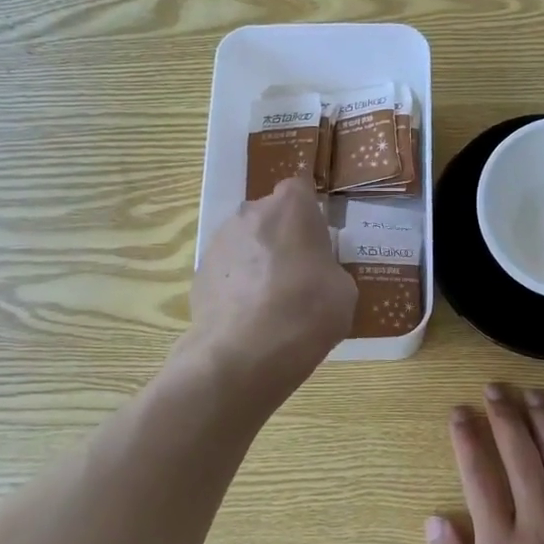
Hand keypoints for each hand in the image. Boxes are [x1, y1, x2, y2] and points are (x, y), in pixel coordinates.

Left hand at [188, 177, 355, 383]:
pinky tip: (249, 317)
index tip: (318, 238)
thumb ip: (330, 269)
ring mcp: (219, 242)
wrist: (243, 353)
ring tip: (271, 300)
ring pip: (246, 242)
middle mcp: (250, 212)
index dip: (309, 212)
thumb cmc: (306, 311)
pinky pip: (228, 271)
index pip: (300, 189)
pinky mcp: (199, 273)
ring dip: (258, 260)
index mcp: (291, 207)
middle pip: (270, 215)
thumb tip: (317, 275)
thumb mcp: (343, 291)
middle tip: (299, 272)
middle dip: (282, 236)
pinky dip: (238, 285)